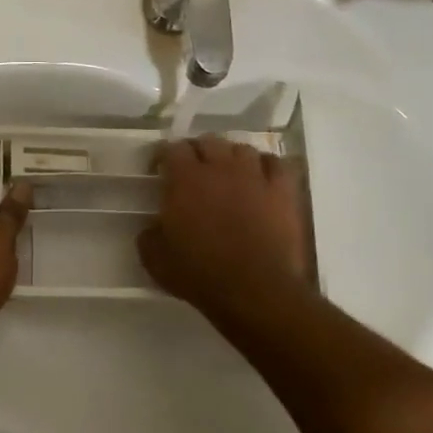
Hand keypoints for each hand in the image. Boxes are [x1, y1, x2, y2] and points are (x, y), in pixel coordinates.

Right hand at [138, 136, 308, 322]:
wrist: (255, 291)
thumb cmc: (200, 275)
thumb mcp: (156, 260)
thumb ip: (149, 236)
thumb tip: (153, 226)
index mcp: (184, 180)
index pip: (172, 148)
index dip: (164, 156)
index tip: (160, 170)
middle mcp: (219, 168)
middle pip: (208, 141)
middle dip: (197, 152)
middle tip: (193, 171)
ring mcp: (255, 176)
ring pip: (241, 148)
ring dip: (231, 157)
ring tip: (228, 173)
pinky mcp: (283, 191)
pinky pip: (275, 163)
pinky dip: (265, 166)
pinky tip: (261, 178)